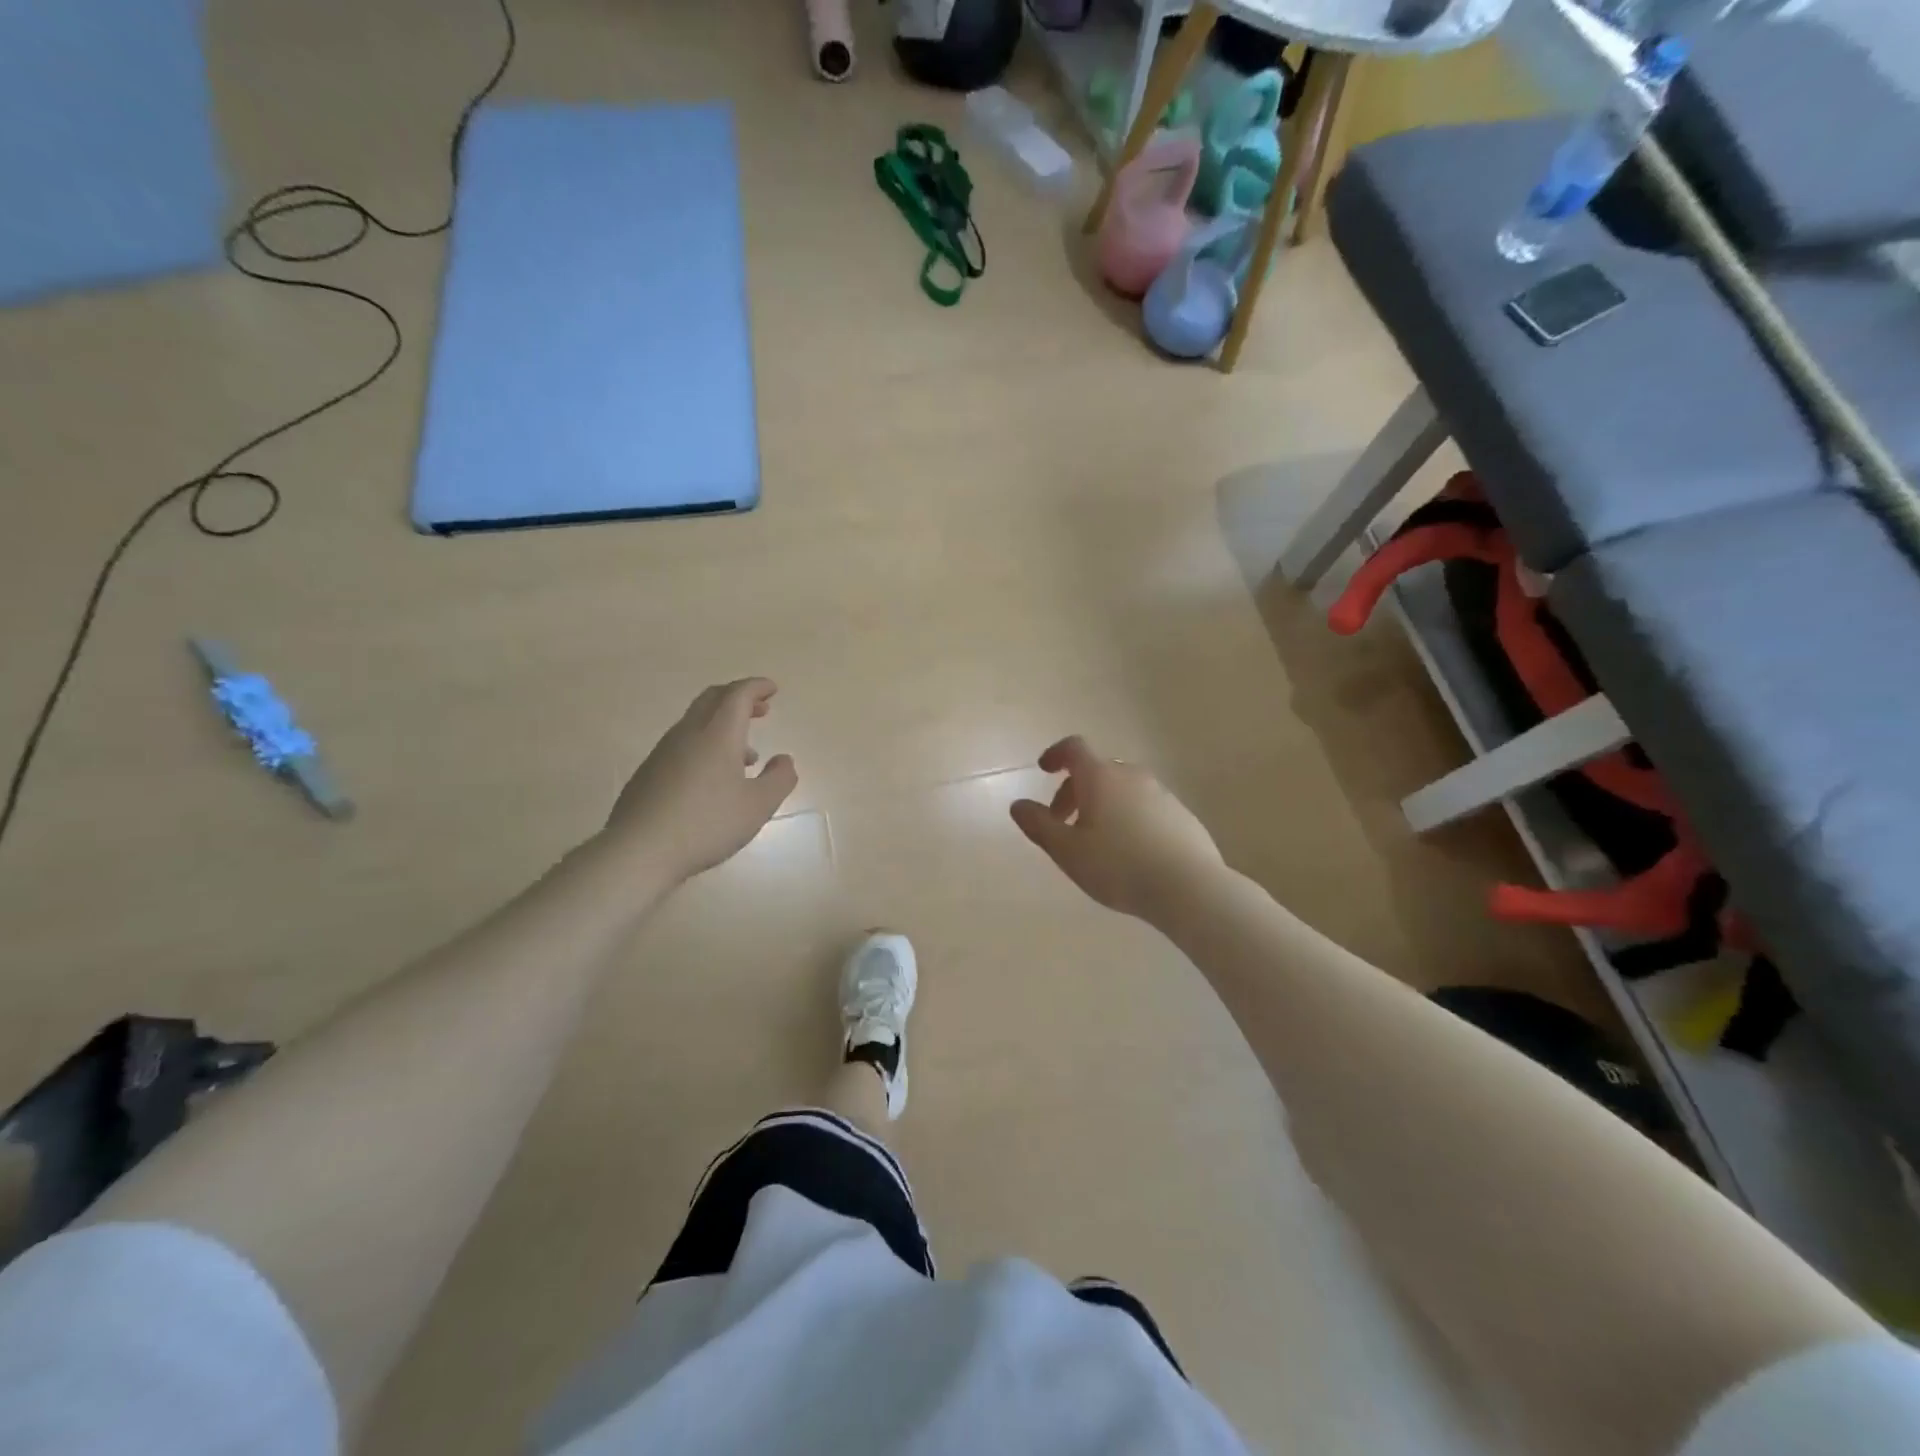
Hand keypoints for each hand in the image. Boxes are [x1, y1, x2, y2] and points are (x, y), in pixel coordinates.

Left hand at [604, 679, 798, 882]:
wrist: (639, 850)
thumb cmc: (707, 824)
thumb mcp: (758, 806)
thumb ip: (779, 778)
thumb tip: (784, 760)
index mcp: (718, 735)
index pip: (738, 695)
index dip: (757, 687)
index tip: (773, 689)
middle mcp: (688, 734)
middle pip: (712, 700)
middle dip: (739, 698)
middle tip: (761, 708)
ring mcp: (664, 752)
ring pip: (697, 723)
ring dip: (723, 725)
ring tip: (747, 754)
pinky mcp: (649, 773)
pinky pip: (683, 745)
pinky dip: (706, 745)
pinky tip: (714, 779)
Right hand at [1010, 736, 1223, 922]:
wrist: (1189, 887)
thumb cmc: (1118, 866)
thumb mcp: (1067, 851)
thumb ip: (1039, 825)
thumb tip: (1018, 805)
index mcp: (1100, 777)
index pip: (1074, 748)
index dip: (1055, 754)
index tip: (1044, 770)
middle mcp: (1132, 776)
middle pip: (1096, 771)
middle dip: (1074, 791)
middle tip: (1062, 823)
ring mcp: (1161, 793)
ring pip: (1122, 789)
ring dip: (1102, 805)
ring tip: (1096, 842)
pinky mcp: (1181, 814)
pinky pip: (1145, 806)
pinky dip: (1129, 817)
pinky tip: (1130, 852)